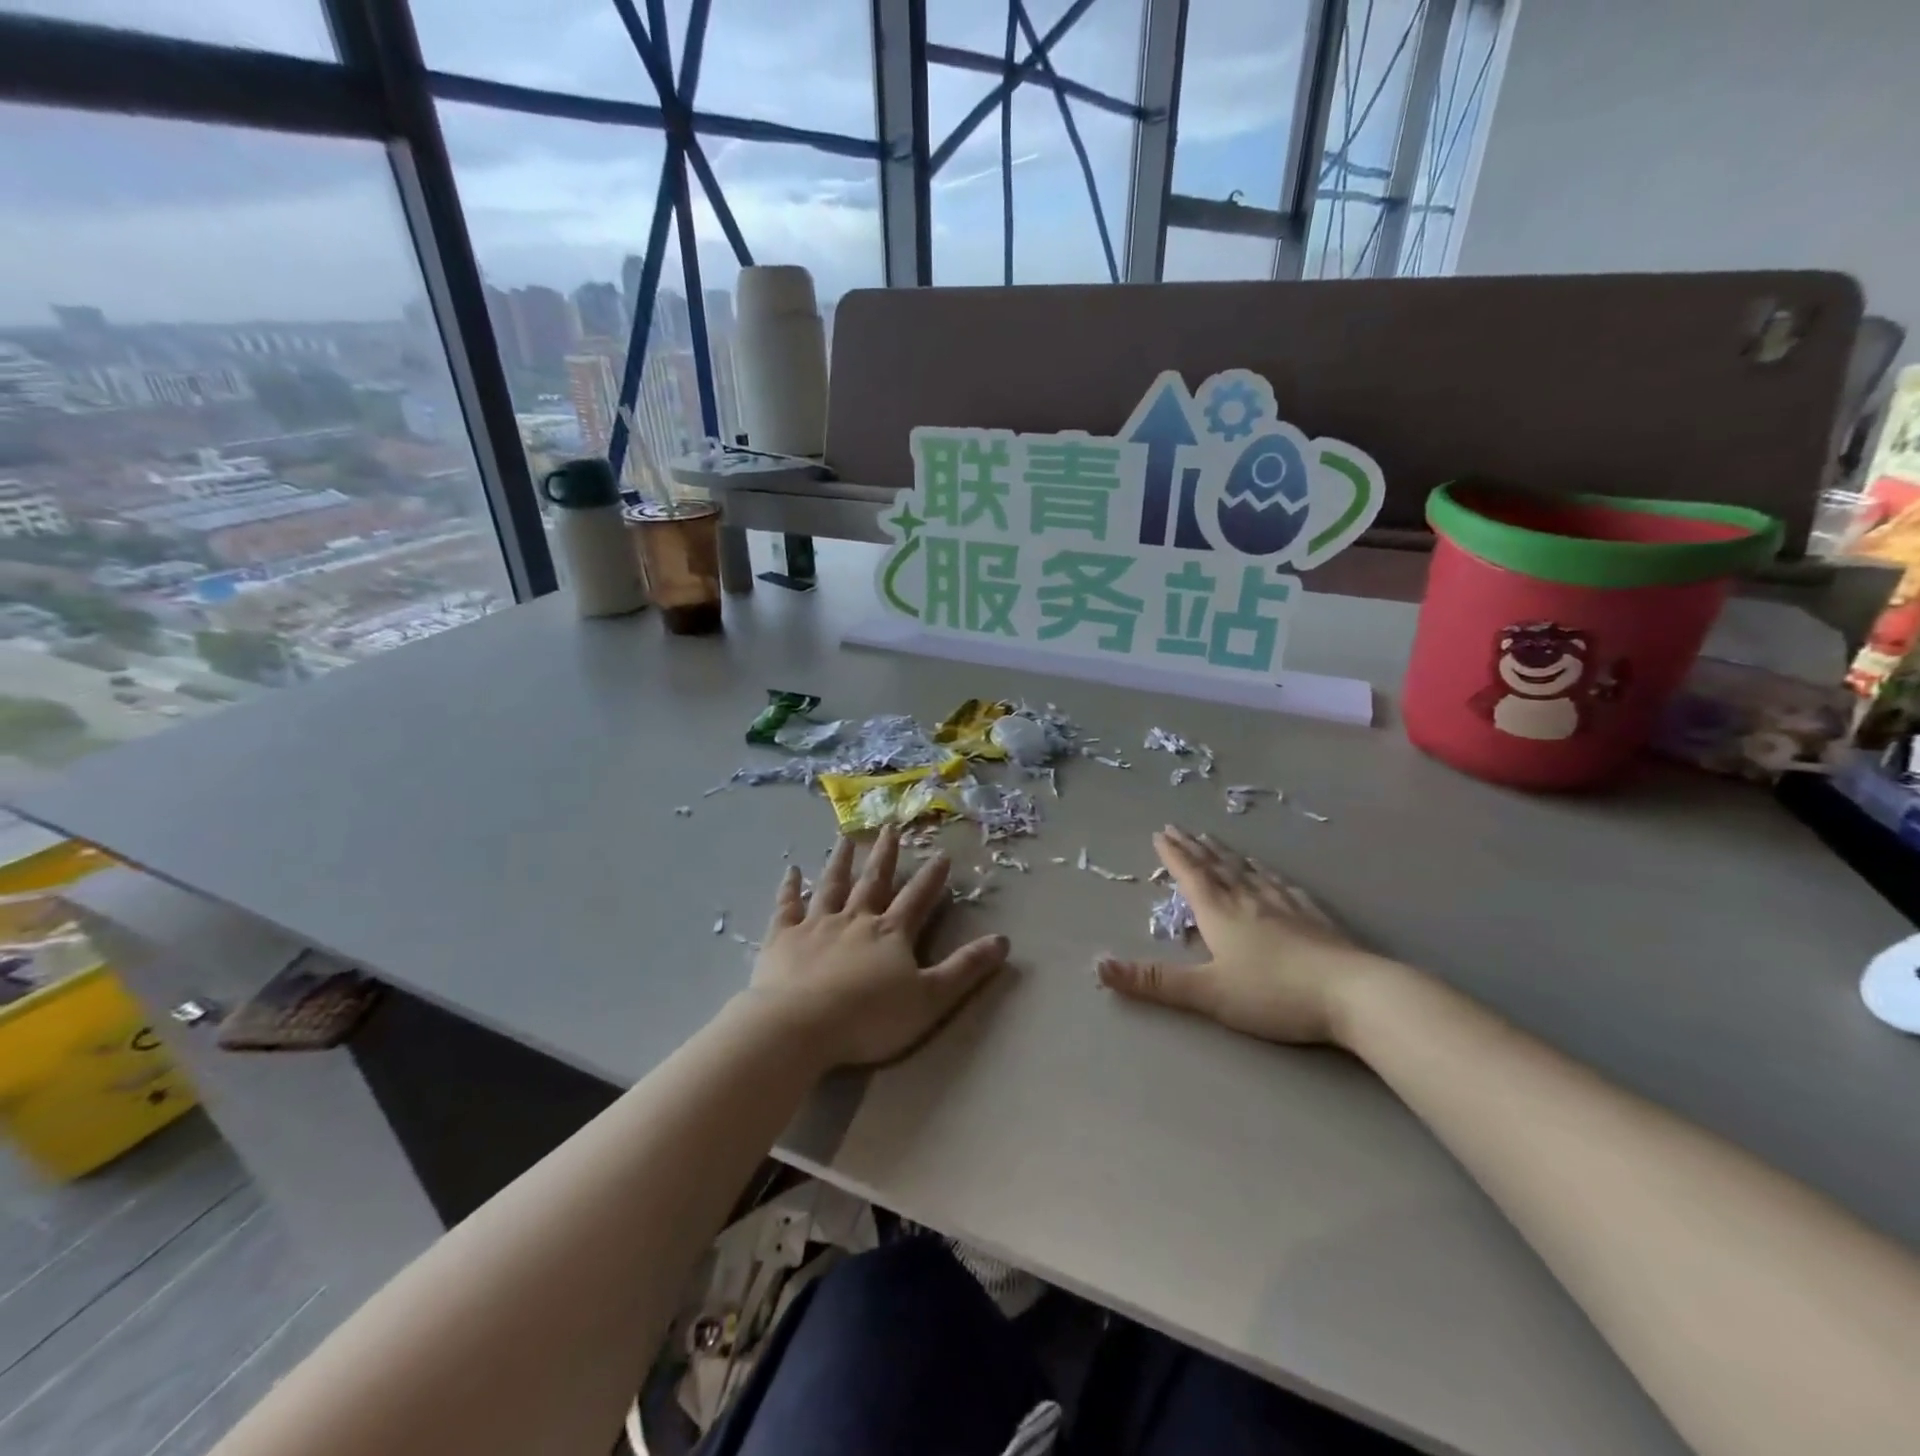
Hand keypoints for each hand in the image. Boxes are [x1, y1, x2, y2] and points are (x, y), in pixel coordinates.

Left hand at [747, 826, 1010, 1068]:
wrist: (799, 1026)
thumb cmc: (868, 1018)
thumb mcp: (930, 998)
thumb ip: (965, 969)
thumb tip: (1004, 940)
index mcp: (891, 933)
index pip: (917, 898)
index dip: (932, 878)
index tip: (942, 853)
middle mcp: (855, 919)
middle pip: (873, 881)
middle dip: (885, 856)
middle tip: (890, 827)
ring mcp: (816, 925)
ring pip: (832, 885)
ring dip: (840, 862)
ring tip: (845, 839)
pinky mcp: (783, 938)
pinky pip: (787, 906)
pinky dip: (790, 887)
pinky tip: (791, 870)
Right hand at [1096, 825, 1394, 1046]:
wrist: (1353, 994)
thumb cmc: (1273, 993)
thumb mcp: (1207, 992)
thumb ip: (1155, 982)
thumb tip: (1099, 966)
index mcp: (1220, 912)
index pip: (1191, 875)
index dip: (1173, 855)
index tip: (1160, 833)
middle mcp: (1248, 899)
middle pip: (1217, 866)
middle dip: (1194, 847)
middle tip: (1179, 827)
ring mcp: (1284, 905)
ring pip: (1248, 871)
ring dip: (1226, 854)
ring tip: (1214, 841)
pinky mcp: (1313, 917)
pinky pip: (1281, 885)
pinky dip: (1265, 872)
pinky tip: (1268, 872)